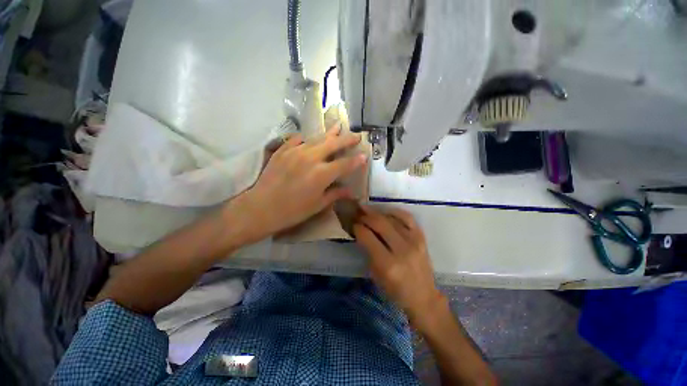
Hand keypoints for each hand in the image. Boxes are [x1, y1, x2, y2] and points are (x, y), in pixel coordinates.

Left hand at [236, 128, 366, 241]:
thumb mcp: (317, 205)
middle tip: (356, 135)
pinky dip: (307, 137)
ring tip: (338, 126)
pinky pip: (298, 139)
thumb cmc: (292, 211)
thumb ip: (335, 194)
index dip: (356, 160)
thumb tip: (350, 191)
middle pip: (333, 144)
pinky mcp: (283, 150)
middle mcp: (311, 158)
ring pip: (317, 138)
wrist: (261, 208)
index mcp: (322, 174)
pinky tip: (311, 137)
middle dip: (347, 139)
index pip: (345, 164)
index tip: (365, 156)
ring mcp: (295, 151)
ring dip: (330, 133)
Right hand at [354, 206, 444, 322]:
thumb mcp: (376, 275)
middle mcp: (402, 250)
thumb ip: (368, 252)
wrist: (423, 296)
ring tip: (368, 210)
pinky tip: (386, 212)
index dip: (358, 228)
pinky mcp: (422, 237)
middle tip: (358, 213)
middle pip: (380, 223)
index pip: (367, 237)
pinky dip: (395, 212)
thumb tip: (361, 232)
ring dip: (377, 212)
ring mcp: (414, 241)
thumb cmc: (395, 290)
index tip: (353, 224)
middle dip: (366, 216)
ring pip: (392, 218)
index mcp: (388, 265)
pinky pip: (407, 217)